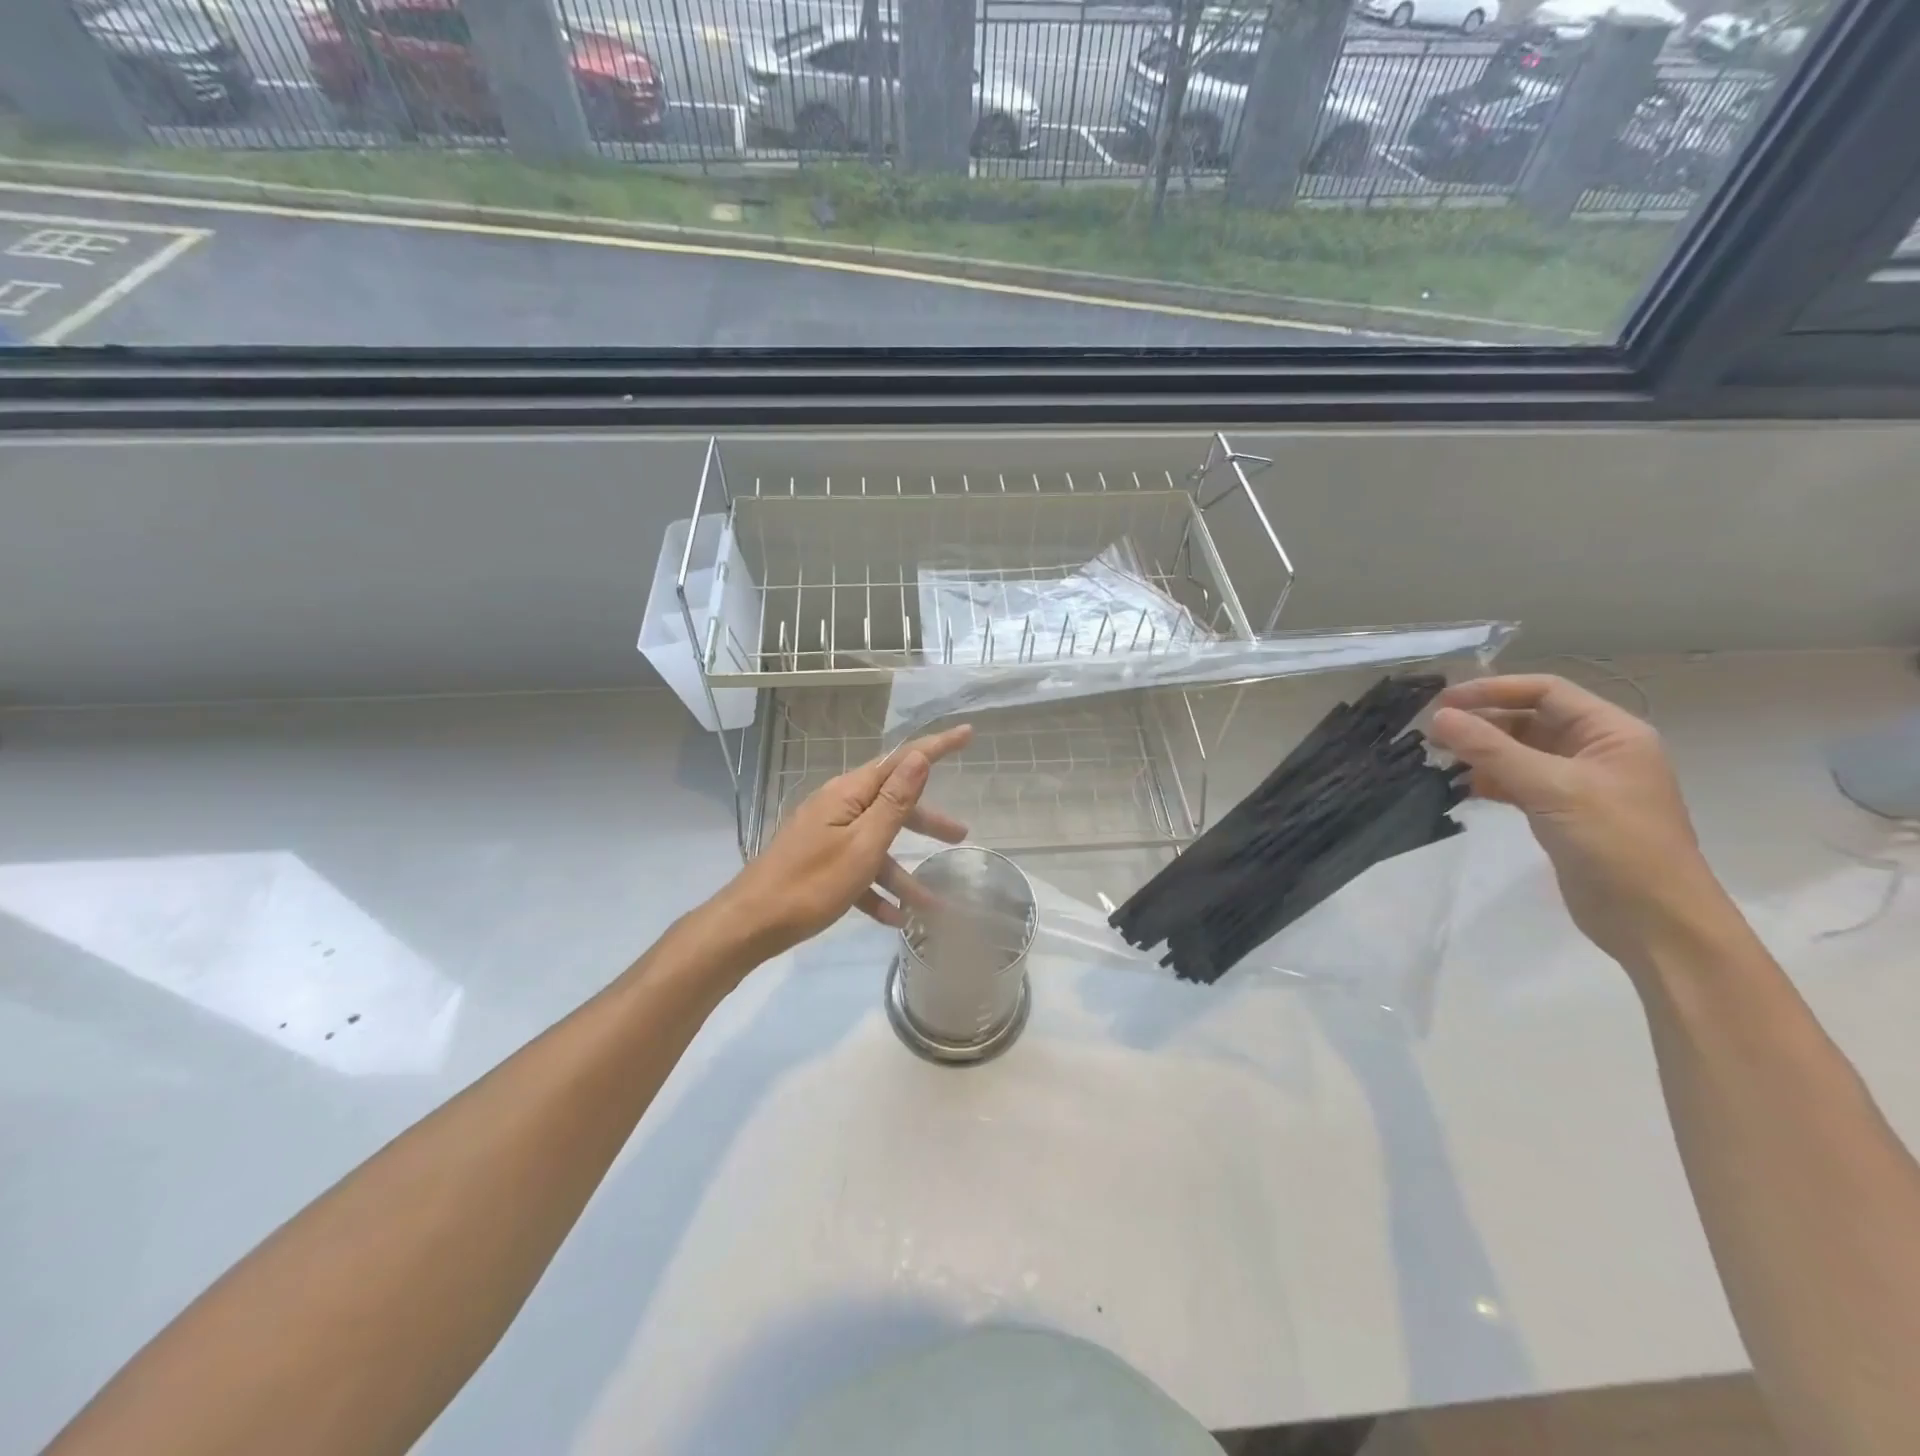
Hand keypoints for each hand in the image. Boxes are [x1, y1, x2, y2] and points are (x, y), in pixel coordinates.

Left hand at [719, 724, 974, 956]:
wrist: (749, 925)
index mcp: (849, 794)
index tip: (967, 734)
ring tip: (934, 903)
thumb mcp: (863, 844)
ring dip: (904, 872)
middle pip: (892, 805)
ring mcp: (827, 836)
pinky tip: (894, 919)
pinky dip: (876, 891)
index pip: (901, 761)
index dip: (936, 747)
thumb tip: (919, 757)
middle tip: (961, 835)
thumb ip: (894, 802)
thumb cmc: (811, 884)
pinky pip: (857, 870)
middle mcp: (838, 807)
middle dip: (927, 822)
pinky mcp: (819, 864)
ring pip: (877, 844)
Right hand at [1429, 675, 1727, 966]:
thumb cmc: (1615, 843)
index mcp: (1611, 732)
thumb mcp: (1551, 788)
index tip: (1443, 703)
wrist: (1654, 921)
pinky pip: (1517, 782)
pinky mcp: (1561, 813)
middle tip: (1431, 733)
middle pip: (1529, 719)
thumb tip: (1438, 718)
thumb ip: (1491, 750)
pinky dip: (1488, 780)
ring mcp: (1579, 783)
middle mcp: (1596, 750)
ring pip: (1519, 752)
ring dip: (1480, 752)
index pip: (1545, 691)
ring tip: (1438, 758)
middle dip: (1481, 722)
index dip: (1493, 690)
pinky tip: (1461, 787)